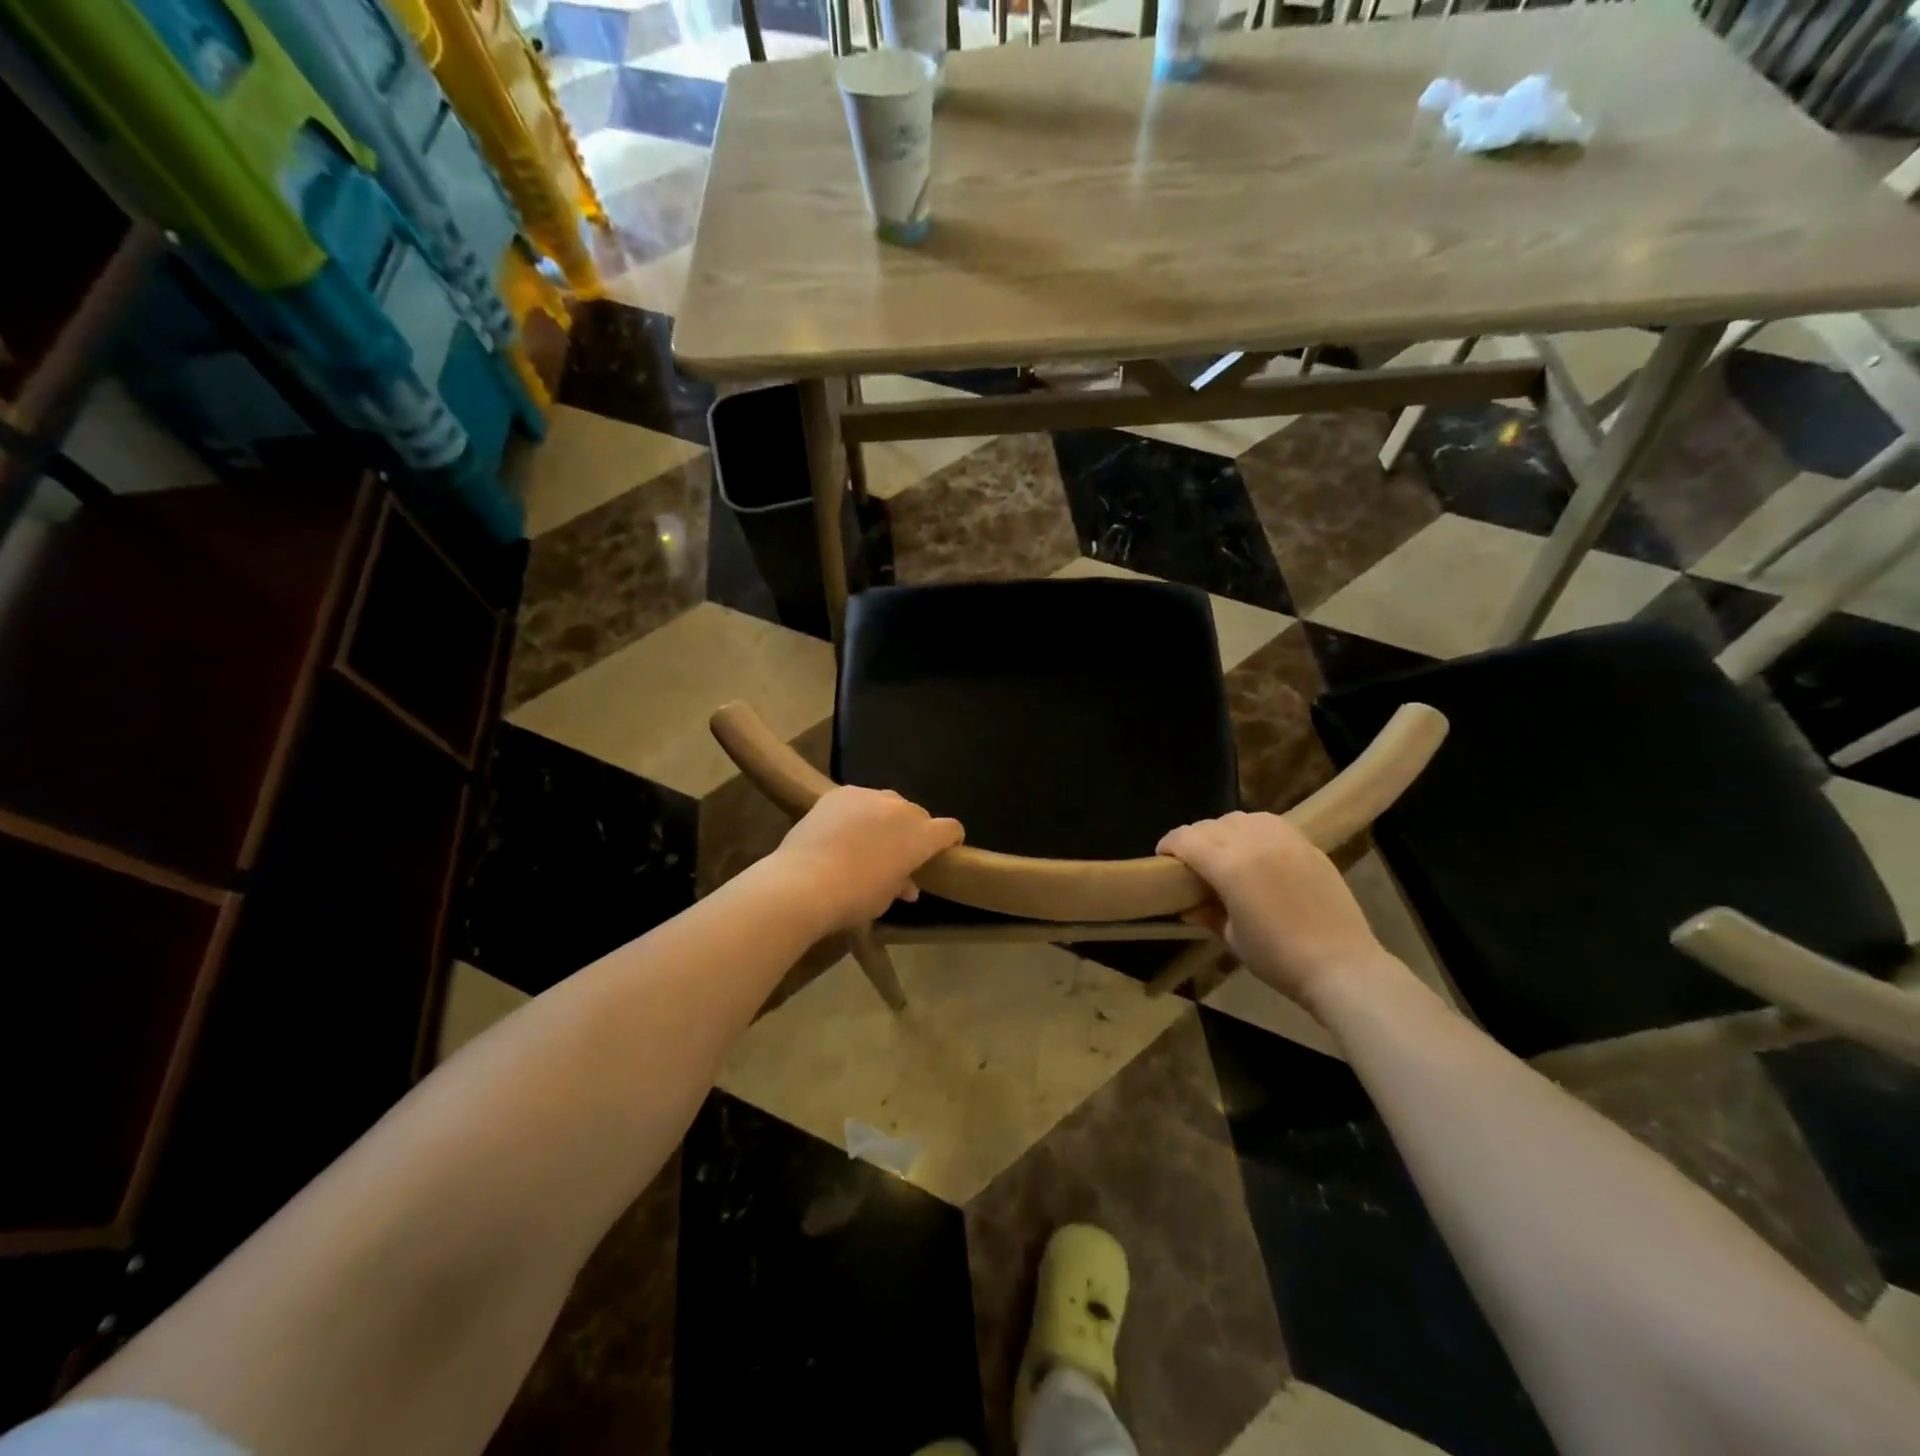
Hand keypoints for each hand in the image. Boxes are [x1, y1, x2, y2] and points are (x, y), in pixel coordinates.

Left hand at [770, 786, 964, 929]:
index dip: (951, 840)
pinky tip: (841, 830)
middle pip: (918, 814)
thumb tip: (908, 885)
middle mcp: (900, 808)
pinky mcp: (839, 793)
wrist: (804, 883)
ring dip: (886, 819)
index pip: (951, 829)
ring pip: (887, 803)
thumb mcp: (884, 898)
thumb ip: (901, 883)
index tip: (944, 852)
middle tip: (899, 851)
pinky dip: (857, 812)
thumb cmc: (854, 897)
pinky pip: (858, 800)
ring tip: (867, 839)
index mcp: (921, 835)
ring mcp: (868, 796)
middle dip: (915, 831)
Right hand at [1157, 812, 1390, 1006]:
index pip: (1186, 839)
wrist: (1341, 965)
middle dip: (1194, 839)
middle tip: (1192, 862)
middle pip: (1210, 825)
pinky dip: (1253, 830)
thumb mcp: (1232, 939)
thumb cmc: (1278, 959)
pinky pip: (1269, 823)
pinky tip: (1255, 851)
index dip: (1169, 845)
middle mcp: (1253, 843)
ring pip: (1239, 818)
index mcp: (1229, 866)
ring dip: (1223, 831)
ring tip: (1225, 853)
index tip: (1163, 858)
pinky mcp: (1306, 844)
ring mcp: (1283, 839)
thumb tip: (1188, 904)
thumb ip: (1206, 913)